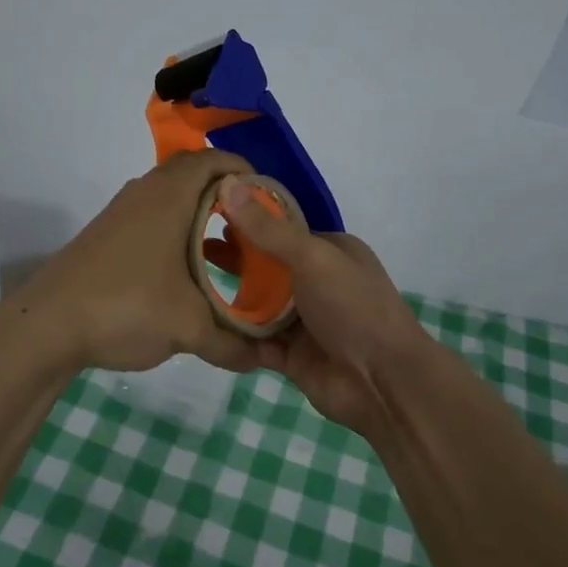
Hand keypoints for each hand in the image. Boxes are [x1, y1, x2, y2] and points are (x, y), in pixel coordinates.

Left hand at [14, 151, 263, 374]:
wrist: (46, 326)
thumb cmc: (126, 306)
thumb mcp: (188, 327)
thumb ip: (233, 342)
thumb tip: (264, 360)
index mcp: (170, 196)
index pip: (215, 160)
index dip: (247, 172)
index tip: (271, 201)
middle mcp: (145, 193)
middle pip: (195, 177)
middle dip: (229, 198)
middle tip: (255, 228)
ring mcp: (122, 214)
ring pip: (172, 201)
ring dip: (202, 219)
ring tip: (230, 254)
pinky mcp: (107, 237)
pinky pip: (154, 220)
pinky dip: (179, 235)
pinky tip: (189, 275)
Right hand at [213, 177, 430, 438]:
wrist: (383, 382)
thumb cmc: (354, 307)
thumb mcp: (312, 258)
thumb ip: (268, 229)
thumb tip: (228, 184)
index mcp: (330, 250)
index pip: (282, 228)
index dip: (247, 220)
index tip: (207, 213)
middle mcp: (316, 281)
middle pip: (266, 265)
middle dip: (232, 257)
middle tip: (187, 248)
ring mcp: (303, 320)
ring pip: (257, 303)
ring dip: (227, 295)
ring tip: (184, 283)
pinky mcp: (289, 354)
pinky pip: (253, 339)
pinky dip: (232, 334)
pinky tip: (198, 322)